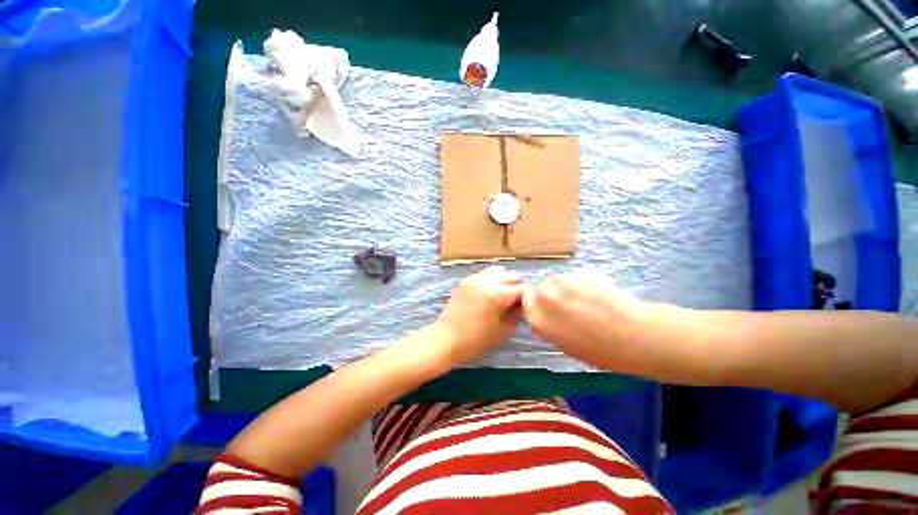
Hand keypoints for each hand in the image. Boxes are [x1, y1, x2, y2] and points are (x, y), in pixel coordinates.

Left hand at [434, 266, 525, 364]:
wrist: (445, 339)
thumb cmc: (476, 340)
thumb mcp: (503, 330)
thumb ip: (516, 313)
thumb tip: (521, 304)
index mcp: (498, 294)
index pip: (522, 288)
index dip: (528, 298)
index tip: (526, 307)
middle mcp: (487, 280)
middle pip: (512, 275)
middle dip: (517, 287)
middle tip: (514, 302)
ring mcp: (474, 278)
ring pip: (498, 271)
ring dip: (504, 281)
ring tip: (501, 296)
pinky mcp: (465, 280)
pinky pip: (484, 275)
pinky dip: (491, 281)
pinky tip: (487, 295)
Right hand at [522, 271, 648, 370]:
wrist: (635, 335)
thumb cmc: (600, 351)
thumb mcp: (565, 345)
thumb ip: (549, 325)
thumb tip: (548, 314)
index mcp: (538, 319)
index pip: (526, 302)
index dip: (536, 304)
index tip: (548, 309)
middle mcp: (544, 297)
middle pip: (539, 288)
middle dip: (549, 294)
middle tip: (568, 305)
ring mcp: (563, 282)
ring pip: (556, 281)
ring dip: (564, 288)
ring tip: (585, 300)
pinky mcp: (580, 273)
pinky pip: (574, 277)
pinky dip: (580, 284)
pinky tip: (597, 295)